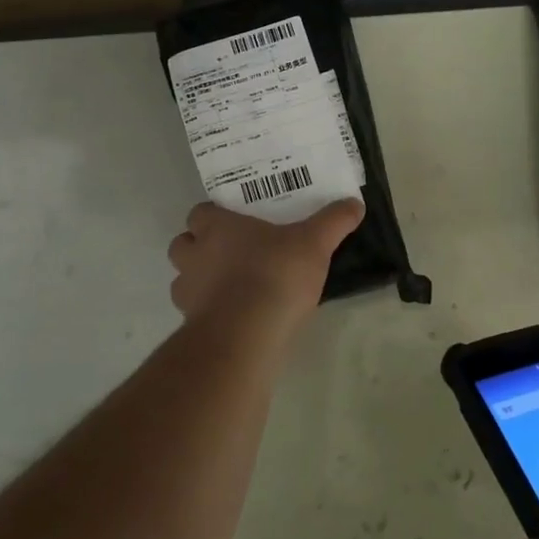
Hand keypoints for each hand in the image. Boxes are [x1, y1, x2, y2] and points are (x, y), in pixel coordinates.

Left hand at [166, 198, 364, 332]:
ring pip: (184, 280)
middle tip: (232, 252)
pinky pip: (196, 313)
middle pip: (183, 244)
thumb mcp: (315, 242)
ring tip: (233, 287)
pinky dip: (210, 312)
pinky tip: (237, 317)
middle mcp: (195, 256)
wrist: (246, 335)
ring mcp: (189, 293)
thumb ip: (334, 221)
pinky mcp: (192, 326)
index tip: (237, 222)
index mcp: (218, 228)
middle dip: (200, 247)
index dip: (215, 216)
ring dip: (200, 281)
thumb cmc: (275, 274)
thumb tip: (355, 203)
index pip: (200, 212)